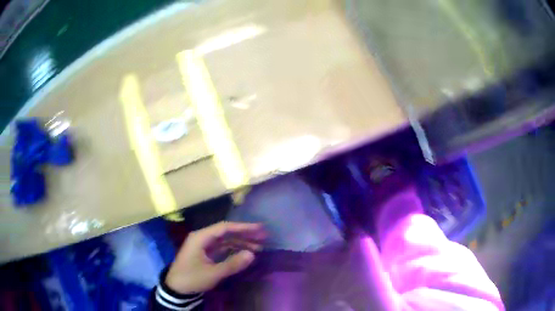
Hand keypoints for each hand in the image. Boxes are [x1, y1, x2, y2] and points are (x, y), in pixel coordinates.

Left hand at [165, 221, 265, 293]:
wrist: (176, 288)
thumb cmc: (191, 278)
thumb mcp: (212, 273)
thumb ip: (232, 264)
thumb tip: (252, 254)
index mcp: (201, 237)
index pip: (225, 228)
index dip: (243, 227)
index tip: (259, 229)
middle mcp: (202, 237)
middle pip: (226, 232)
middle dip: (244, 234)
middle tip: (263, 236)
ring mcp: (203, 245)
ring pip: (225, 240)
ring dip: (241, 242)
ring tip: (259, 247)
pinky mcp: (205, 253)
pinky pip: (222, 248)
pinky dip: (234, 249)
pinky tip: (245, 253)